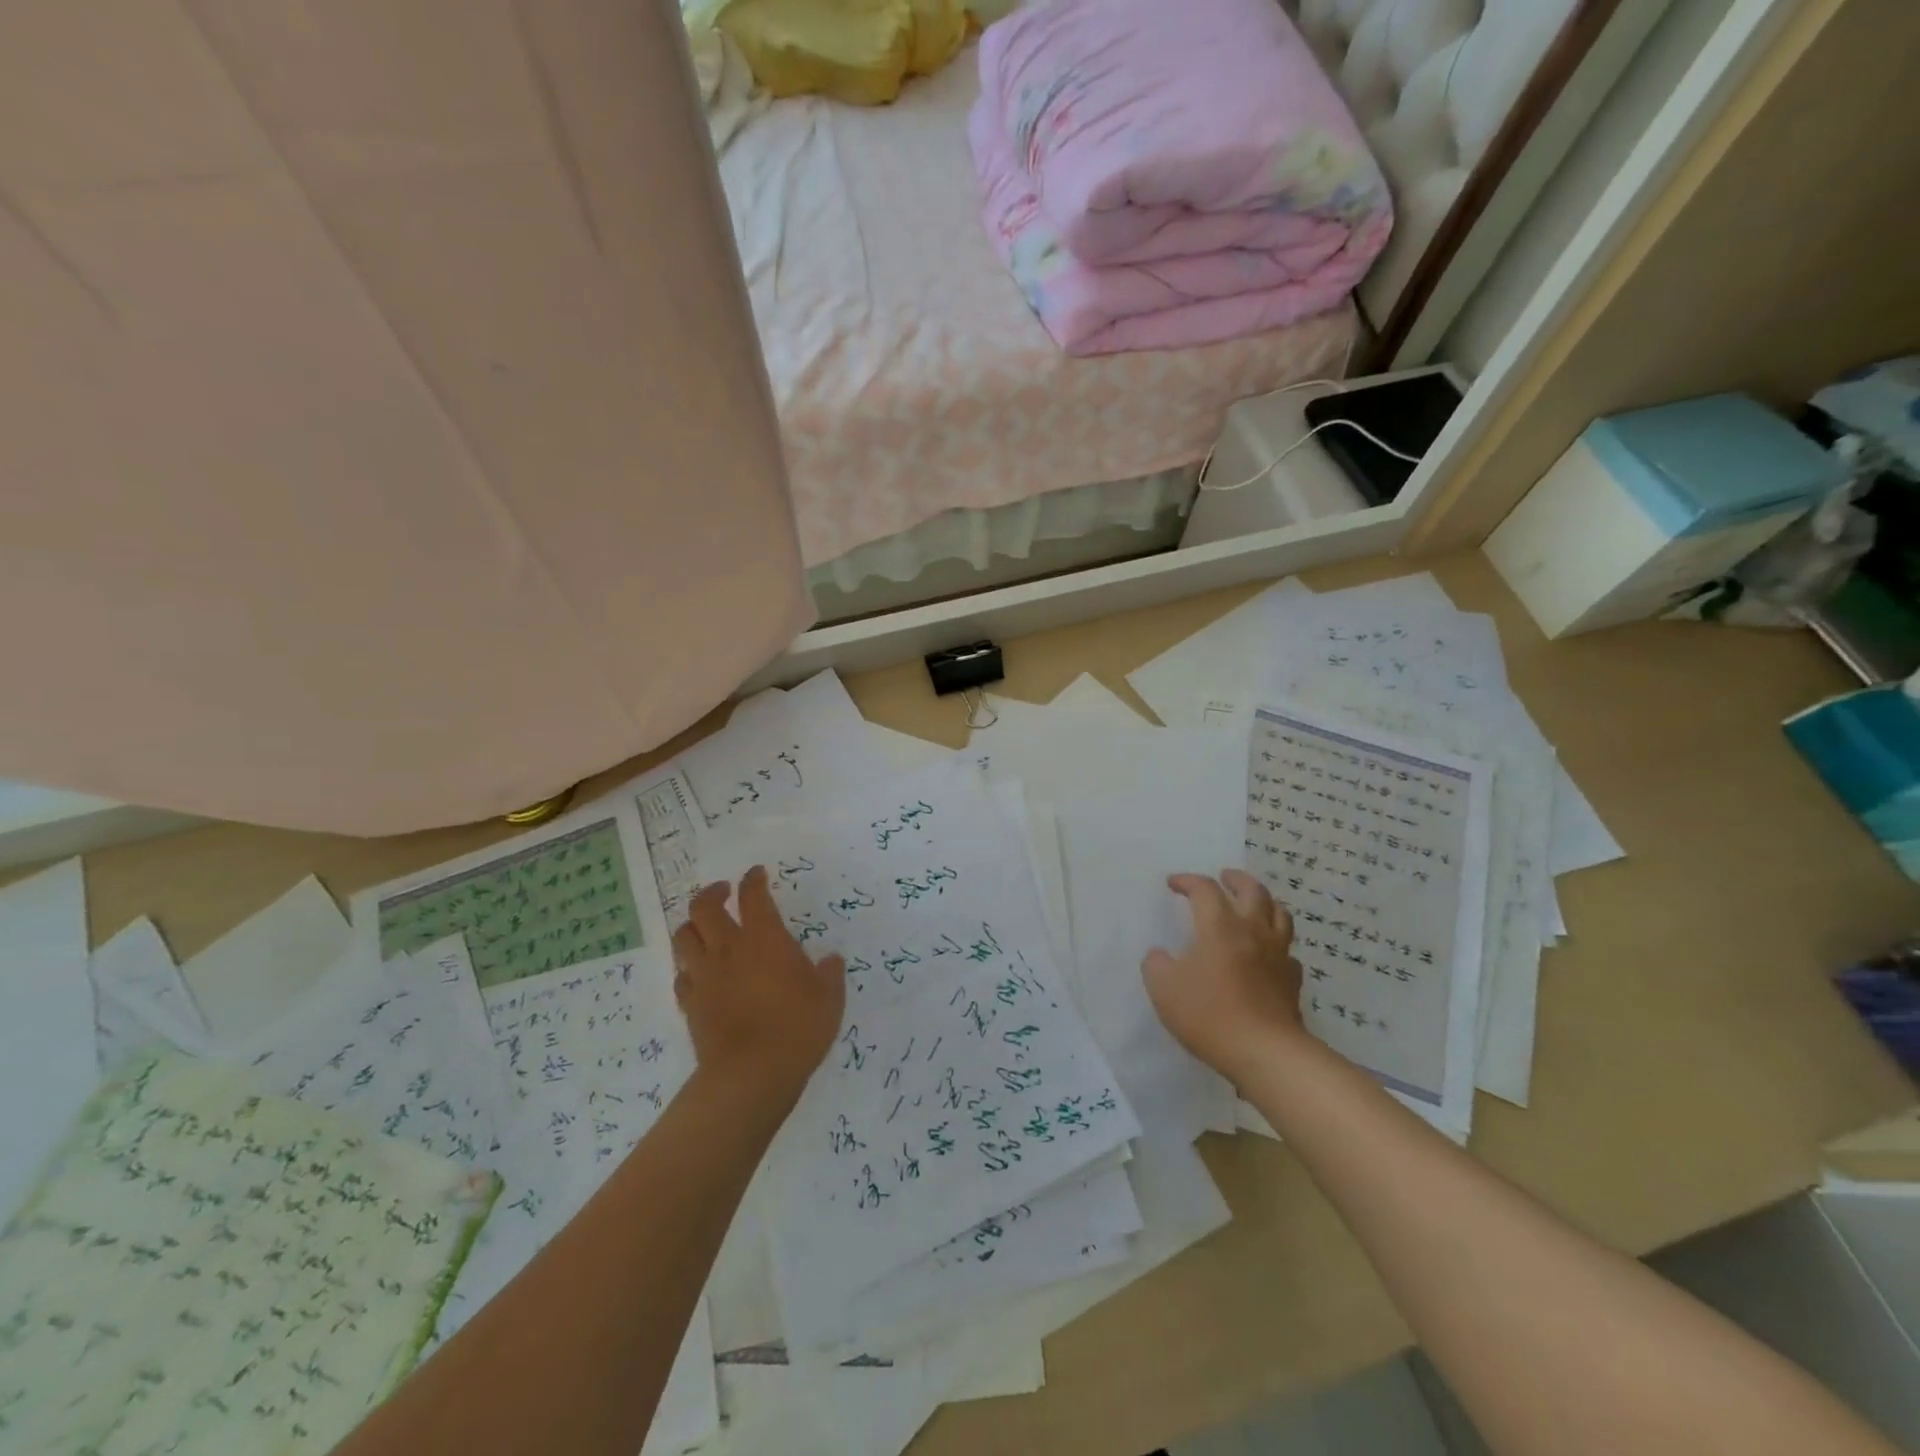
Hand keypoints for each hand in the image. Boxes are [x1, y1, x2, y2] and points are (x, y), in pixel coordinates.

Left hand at [672, 867, 845, 1109]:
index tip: (757, 874)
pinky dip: (689, 968)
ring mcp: (705, 976)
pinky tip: (699, 974)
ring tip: (704, 927)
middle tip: (723, 892)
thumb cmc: (797, 1028)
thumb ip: (829, 975)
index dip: (754, 880)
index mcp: (765, 938)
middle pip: (704, 907)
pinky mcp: (690, 1004)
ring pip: (684, 937)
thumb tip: (831, 960)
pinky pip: (681, 976)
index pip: (753, 896)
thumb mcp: (829, 999)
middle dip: (712, 893)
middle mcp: (729, 949)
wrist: (751, 1074)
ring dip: (693, 926)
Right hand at [1142, 869, 1305, 1083]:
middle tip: (1224, 877)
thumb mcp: (1164, 988)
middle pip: (1252, 890)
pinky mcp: (1293, 980)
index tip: (1173, 883)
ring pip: (1279, 914)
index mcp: (1220, 926)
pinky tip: (1268, 954)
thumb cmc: (1209, 1014)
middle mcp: (1253, 931)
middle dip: (1235, 879)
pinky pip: (1288, 951)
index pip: (1205, 889)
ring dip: (1264, 902)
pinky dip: (1277, 944)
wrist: (1265, 1052)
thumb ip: (1157, 964)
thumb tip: (1160, 955)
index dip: (1187, 881)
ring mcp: (1278, 955)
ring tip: (1253, 904)